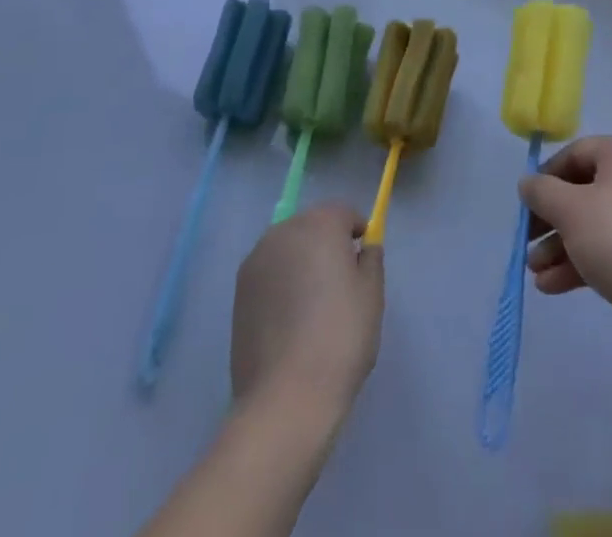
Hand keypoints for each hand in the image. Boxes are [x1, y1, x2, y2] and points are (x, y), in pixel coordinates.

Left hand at [230, 204, 383, 418]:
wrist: (286, 398)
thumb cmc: (340, 339)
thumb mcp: (372, 295)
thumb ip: (371, 259)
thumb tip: (364, 248)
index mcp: (319, 224)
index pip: (344, 213)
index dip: (358, 233)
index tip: (363, 262)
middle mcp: (284, 231)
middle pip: (313, 225)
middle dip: (328, 244)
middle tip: (341, 284)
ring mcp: (257, 259)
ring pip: (289, 248)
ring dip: (302, 262)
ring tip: (313, 304)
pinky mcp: (239, 290)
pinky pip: (270, 272)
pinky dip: (282, 283)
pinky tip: (290, 319)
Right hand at [520, 137, 611, 363]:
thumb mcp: (569, 210)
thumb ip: (541, 191)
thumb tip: (528, 183)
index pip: (576, 153)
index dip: (546, 176)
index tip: (527, 203)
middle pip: (584, 191)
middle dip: (551, 219)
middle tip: (527, 240)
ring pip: (595, 224)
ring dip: (560, 245)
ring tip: (535, 271)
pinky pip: (610, 247)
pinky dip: (582, 261)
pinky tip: (552, 286)